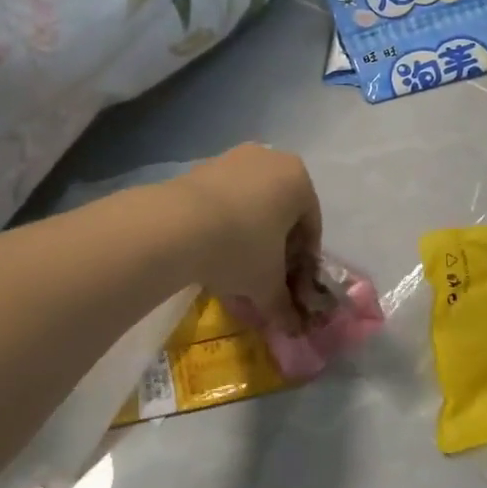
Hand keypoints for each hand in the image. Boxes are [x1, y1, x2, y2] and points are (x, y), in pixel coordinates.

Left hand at [174, 145, 322, 326]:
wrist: (175, 225)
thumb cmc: (240, 247)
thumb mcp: (267, 283)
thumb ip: (283, 305)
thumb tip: (292, 328)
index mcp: (298, 179)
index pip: (311, 227)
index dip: (304, 262)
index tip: (292, 288)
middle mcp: (270, 160)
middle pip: (282, 212)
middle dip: (277, 247)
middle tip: (266, 279)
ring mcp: (233, 158)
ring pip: (251, 204)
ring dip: (249, 235)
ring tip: (235, 269)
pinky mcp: (201, 167)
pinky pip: (224, 199)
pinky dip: (224, 223)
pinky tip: (212, 251)